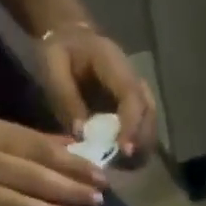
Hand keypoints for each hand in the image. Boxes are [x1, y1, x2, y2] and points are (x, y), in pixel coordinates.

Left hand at [36, 25, 157, 156]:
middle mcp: (135, 80)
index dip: (132, 126)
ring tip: (120, 164)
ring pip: (151, 128)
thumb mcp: (53, 65)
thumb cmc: (61, 51)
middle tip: (121, 163)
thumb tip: (82, 135)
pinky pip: (144, 135)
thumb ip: (66, 97)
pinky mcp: (138, 111)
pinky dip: (136, 150)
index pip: (132, 97)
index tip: (124, 151)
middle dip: (139, 144)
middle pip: (149, 116)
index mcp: (114, 63)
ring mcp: (139, 96)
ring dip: (139, 150)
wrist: (72, 40)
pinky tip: (121, 160)